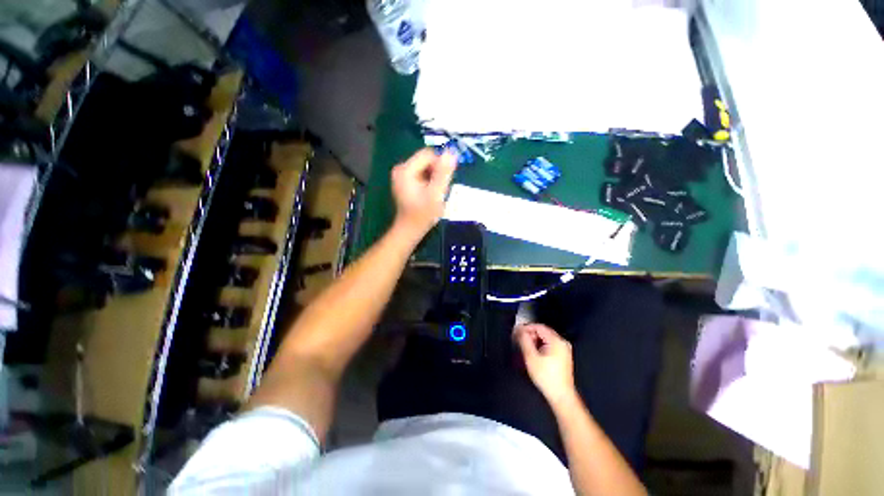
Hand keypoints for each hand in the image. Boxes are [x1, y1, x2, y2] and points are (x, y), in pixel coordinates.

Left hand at [391, 148, 456, 238]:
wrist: (410, 230)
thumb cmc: (423, 215)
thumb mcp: (436, 194)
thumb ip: (443, 173)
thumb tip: (451, 153)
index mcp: (406, 169)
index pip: (429, 154)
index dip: (440, 165)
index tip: (445, 181)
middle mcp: (401, 169)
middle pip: (427, 160)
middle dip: (437, 173)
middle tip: (439, 190)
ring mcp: (402, 175)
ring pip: (426, 168)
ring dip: (435, 178)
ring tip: (435, 194)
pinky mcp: (405, 181)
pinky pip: (422, 174)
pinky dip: (430, 182)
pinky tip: (430, 195)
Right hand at [515, 324, 576, 406]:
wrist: (561, 396)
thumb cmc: (546, 377)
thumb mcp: (531, 357)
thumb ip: (524, 340)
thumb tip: (519, 330)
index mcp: (556, 340)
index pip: (539, 326)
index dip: (526, 328)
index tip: (517, 332)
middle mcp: (562, 342)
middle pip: (543, 331)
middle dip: (530, 334)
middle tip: (520, 339)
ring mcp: (564, 349)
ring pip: (546, 338)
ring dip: (535, 340)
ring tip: (525, 346)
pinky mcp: (563, 356)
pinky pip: (550, 344)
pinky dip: (540, 345)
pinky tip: (534, 352)